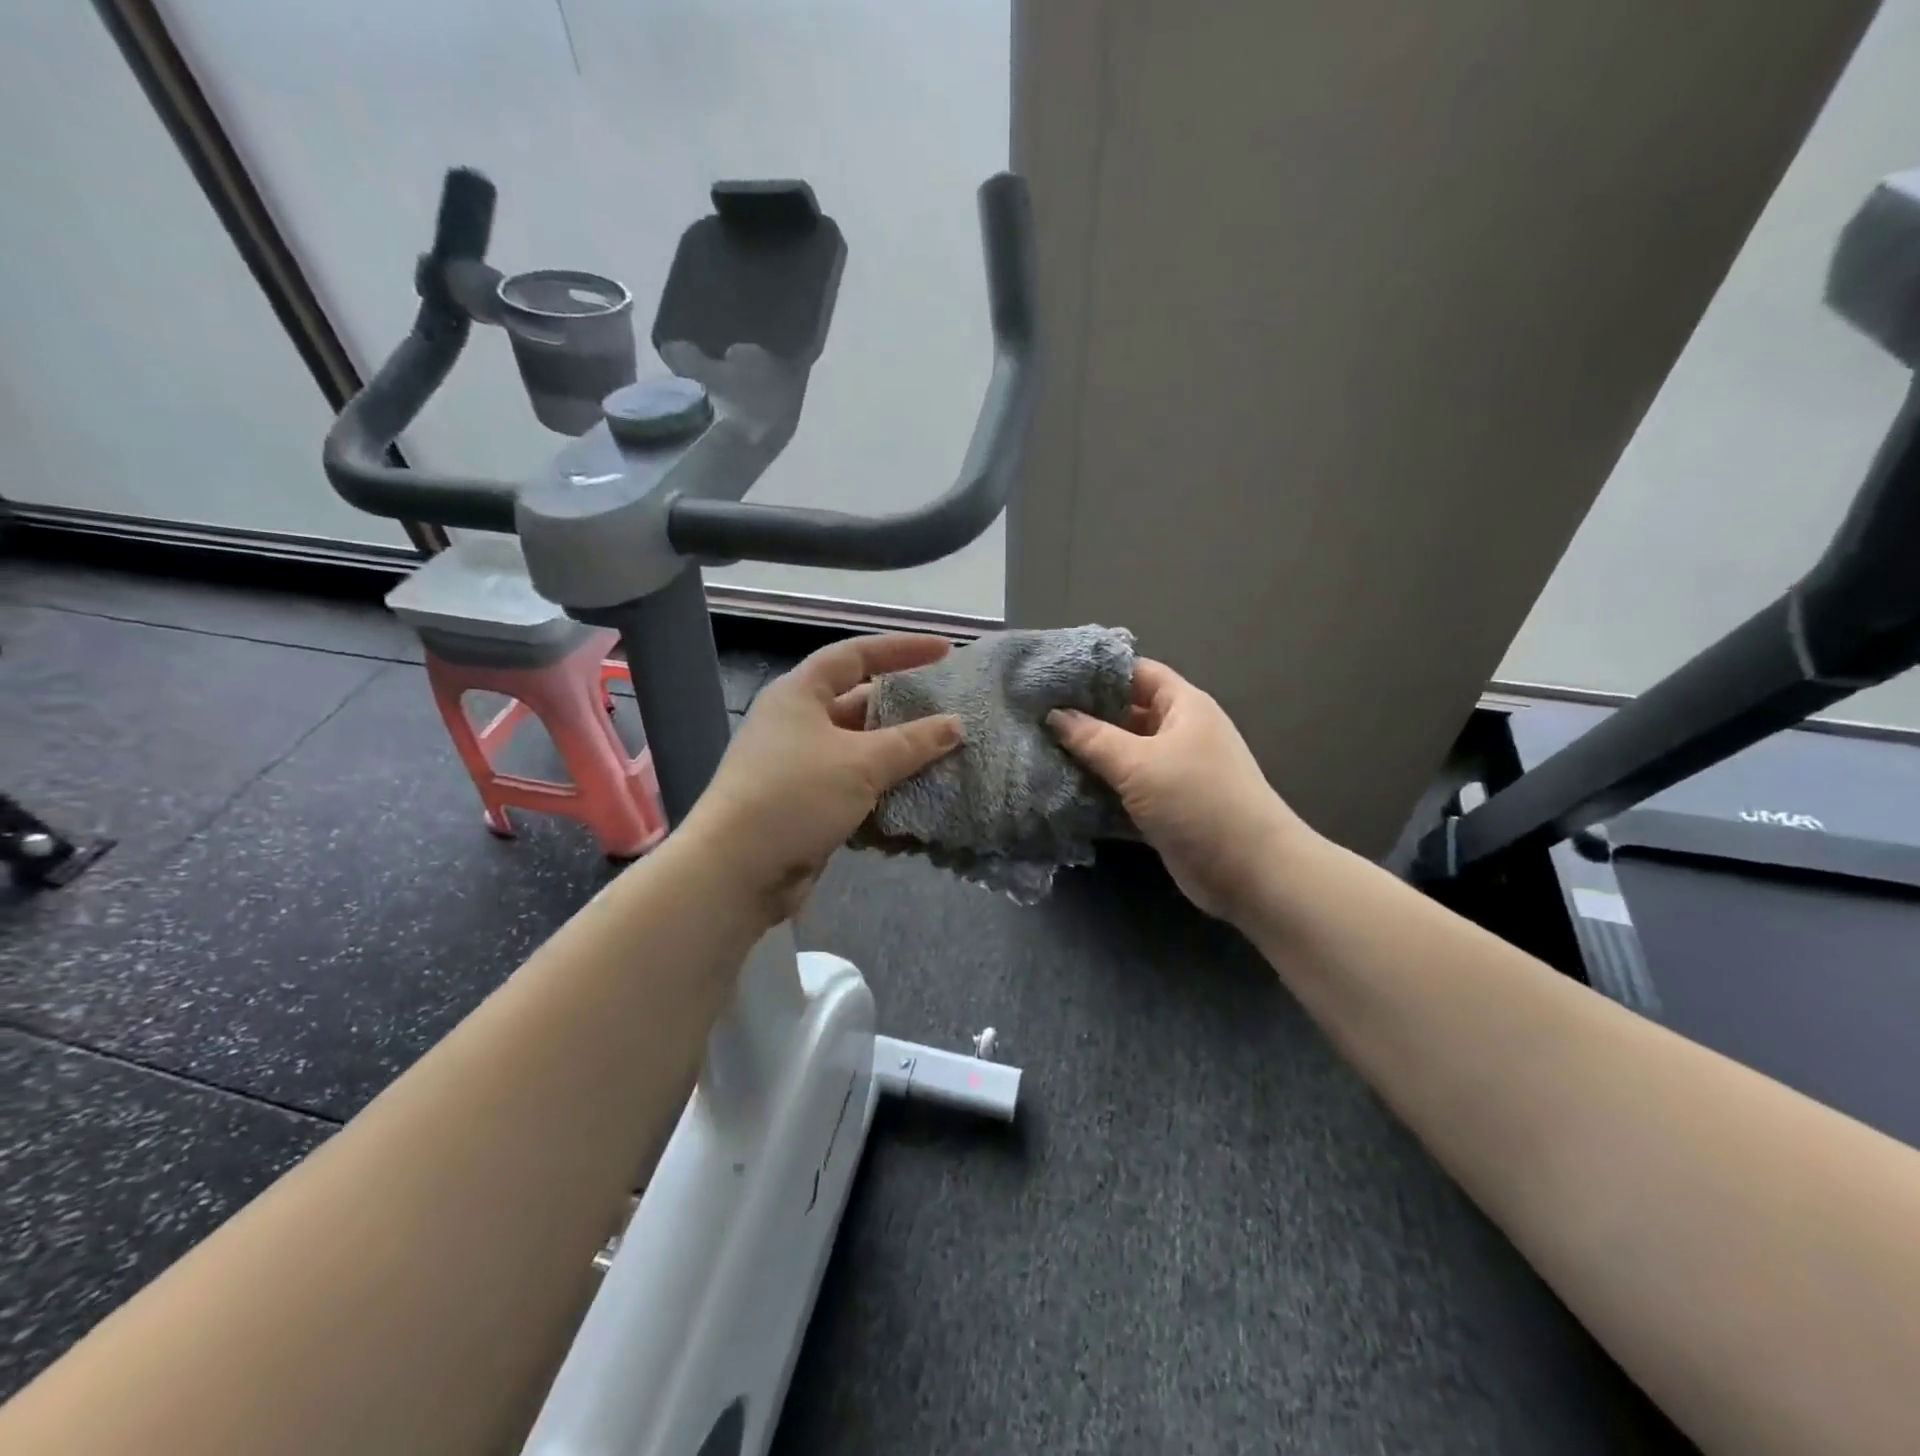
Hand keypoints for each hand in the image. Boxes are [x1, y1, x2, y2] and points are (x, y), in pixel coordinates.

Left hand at [685, 634, 963, 926]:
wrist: (737, 870)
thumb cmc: (795, 796)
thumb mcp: (861, 763)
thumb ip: (912, 742)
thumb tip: (955, 724)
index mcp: (800, 694)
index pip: (856, 655)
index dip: (901, 649)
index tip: (945, 651)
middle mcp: (797, 722)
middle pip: (859, 702)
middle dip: (904, 707)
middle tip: (950, 710)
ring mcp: (798, 764)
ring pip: (859, 748)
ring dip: (897, 752)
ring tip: (945, 753)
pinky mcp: (804, 802)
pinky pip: (853, 783)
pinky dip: (883, 786)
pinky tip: (917, 793)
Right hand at [1050, 658, 1307, 921]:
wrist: (1249, 871)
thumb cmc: (1198, 801)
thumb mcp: (1140, 763)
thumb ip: (1092, 737)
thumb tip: (1054, 714)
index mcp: (1183, 706)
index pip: (1137, 673)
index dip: (1098, 671)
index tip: (1053, 676)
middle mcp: (1179, 733)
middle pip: (1126, 714)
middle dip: (1085, 716)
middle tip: (1035, 716)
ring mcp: (1173, 772)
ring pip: (1122, 755)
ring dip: (1088, 757)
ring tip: (1038, 750)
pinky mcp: (1165, 807)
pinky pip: (1125, 789)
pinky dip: (1099, 790)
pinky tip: (1061, 790)